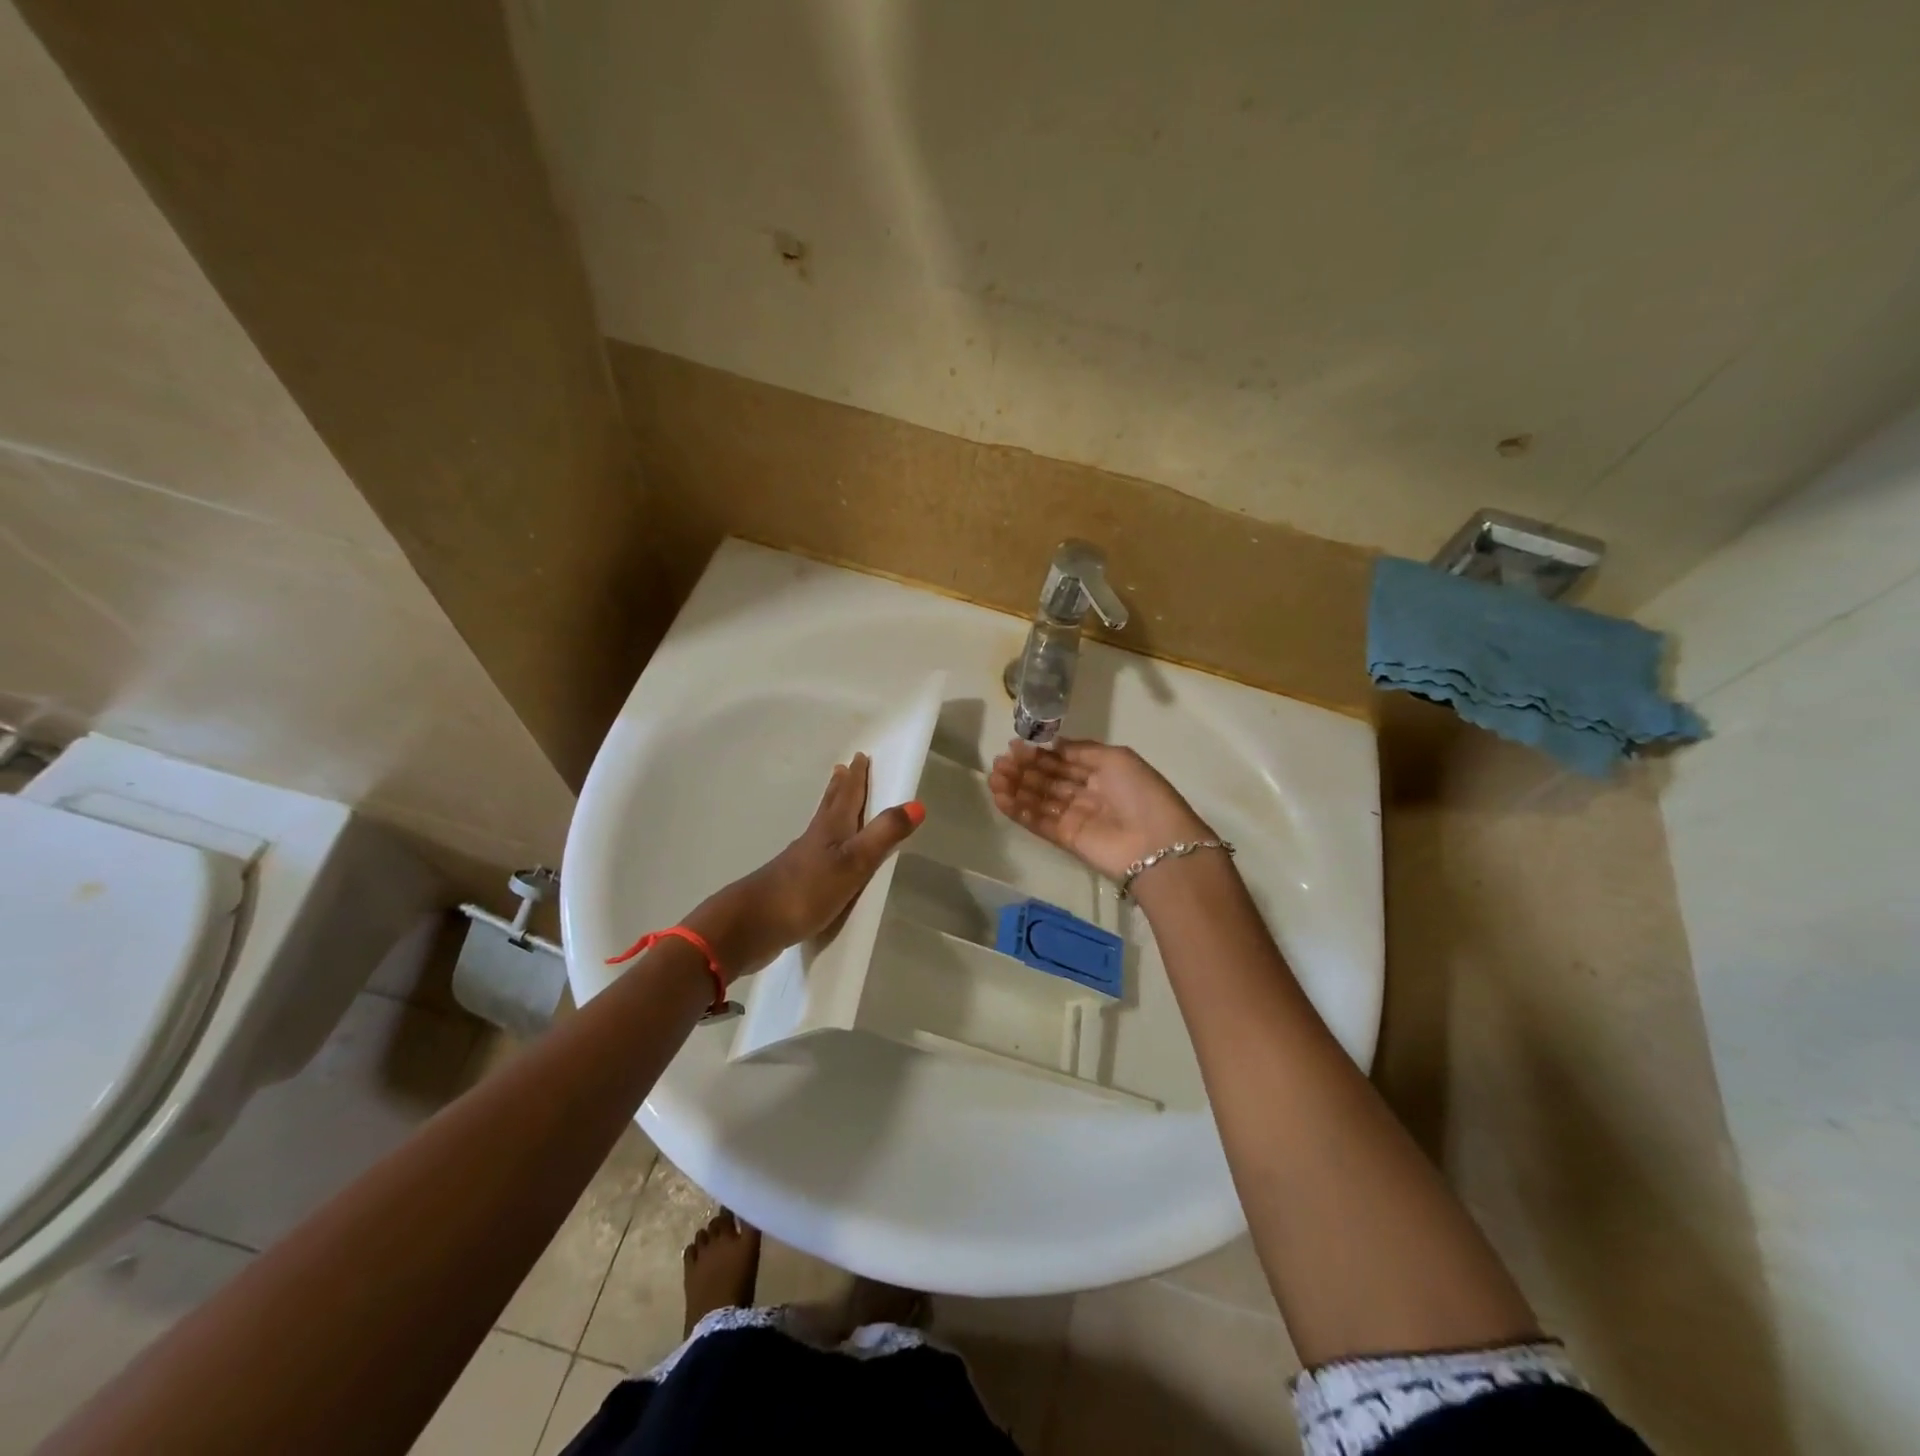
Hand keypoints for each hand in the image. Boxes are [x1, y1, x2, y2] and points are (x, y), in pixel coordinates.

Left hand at [686, 754, 922, 978]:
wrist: (752, 925)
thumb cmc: (807, 890)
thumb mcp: (854, 862)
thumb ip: (884, 835)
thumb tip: (917, 804)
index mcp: (831, 829)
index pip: (847, 796)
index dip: (857, 777)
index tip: (861, 756)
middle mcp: (815, 839)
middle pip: (830, 806)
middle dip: (840, 788)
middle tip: (843, 769)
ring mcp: (800, 862)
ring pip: (821, 827)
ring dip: (830, 811)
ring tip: (834, 803)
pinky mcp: (793, 885)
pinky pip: (815, 854)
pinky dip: (823, 844)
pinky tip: (821, 855)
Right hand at [989, 737, 1212, 881]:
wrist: (1156, 843)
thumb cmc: (1140, 793)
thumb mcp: (1116, 758)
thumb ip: (1081, 751)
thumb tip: (1052, 746)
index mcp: (1103, 772)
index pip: (1064, 760)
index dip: (1040, 753)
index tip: (1015, 746)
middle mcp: (1087, 793)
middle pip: (1049, 779)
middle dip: (1024, 769)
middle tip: (999, 761)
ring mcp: (1076, 817)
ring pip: (1039, 799)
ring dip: (1016, 788)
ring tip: (994, 777)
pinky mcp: (1066, 839)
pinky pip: (1038, 822)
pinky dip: (1019, 810)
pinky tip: (1001, 798)